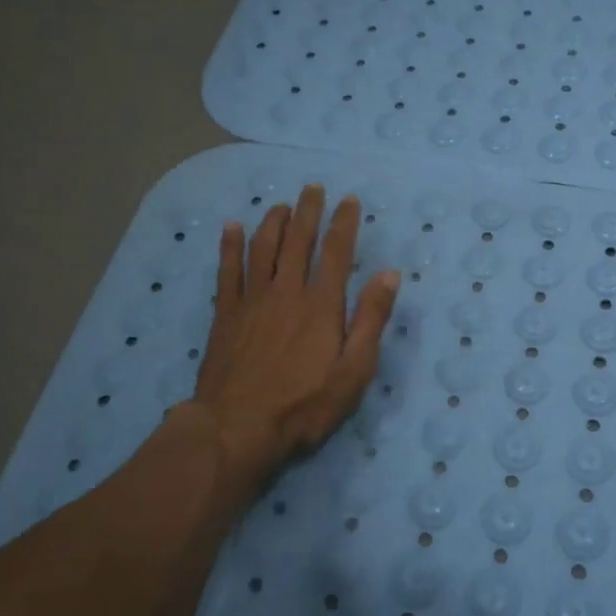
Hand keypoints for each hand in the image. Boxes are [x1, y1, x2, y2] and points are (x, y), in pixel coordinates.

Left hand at [187, 184, 399, 506]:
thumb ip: (371, 320)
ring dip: (273, 222)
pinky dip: (230, 246)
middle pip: (298, 240)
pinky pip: (227, 270)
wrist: (237, 427)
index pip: (337, 252)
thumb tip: (389, 274)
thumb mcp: (353, 370)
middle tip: (313, 188)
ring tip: (280, 205)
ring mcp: (252, 300)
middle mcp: (287, 291)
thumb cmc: (304, 404)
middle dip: (308, 211)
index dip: (344, 223)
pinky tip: (231, 228)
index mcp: (321, 304)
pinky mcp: (225, 314)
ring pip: (262, 248)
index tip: (349, 200)